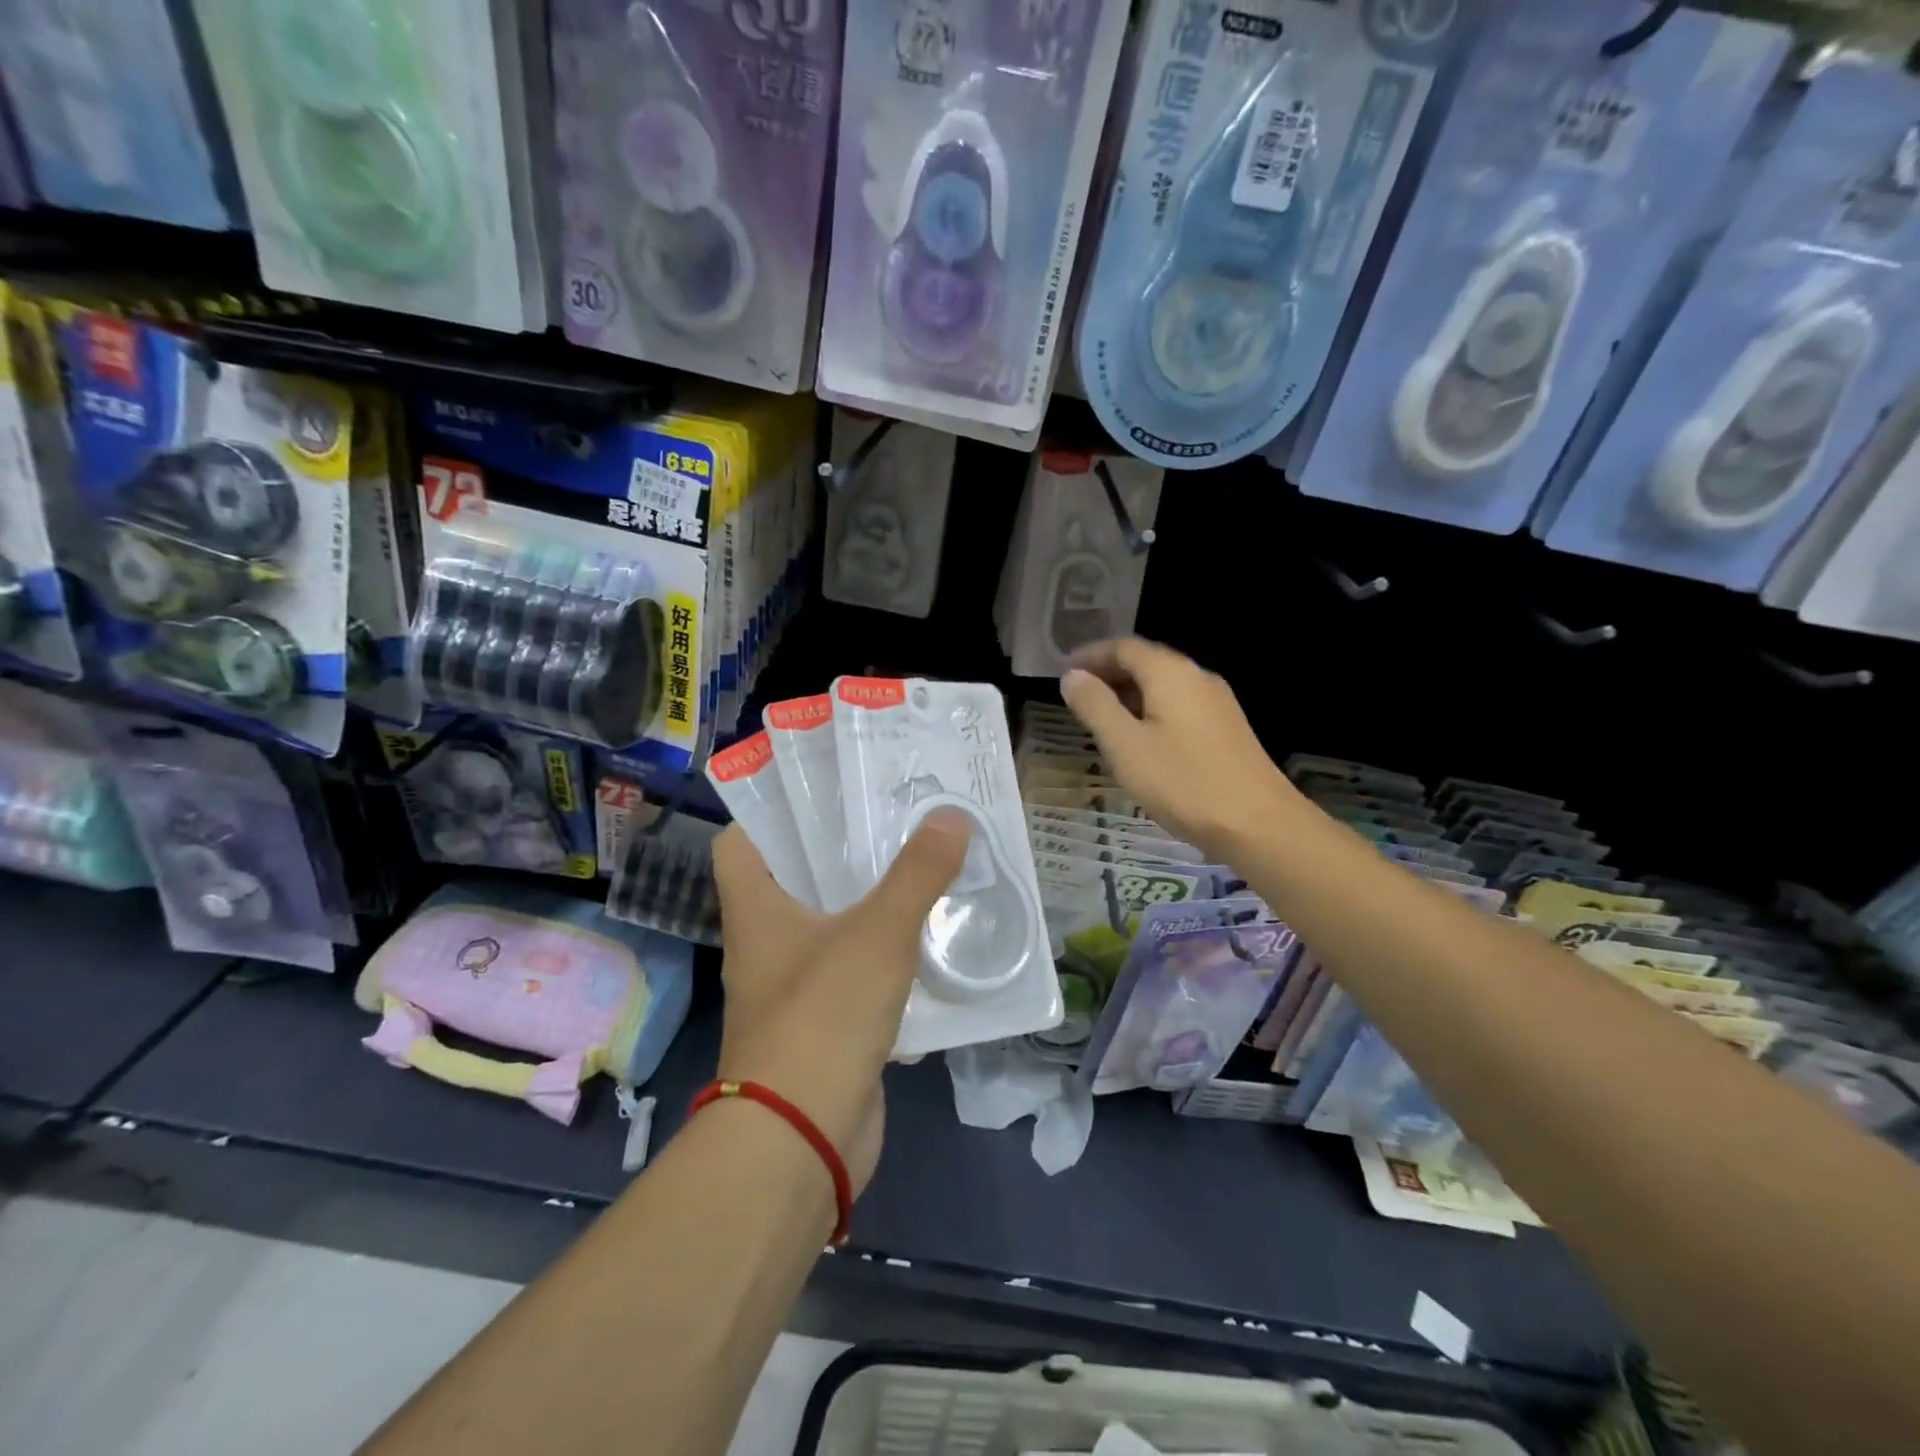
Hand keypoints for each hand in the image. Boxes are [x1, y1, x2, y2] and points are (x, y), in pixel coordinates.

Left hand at [709, 814, 969, 1193]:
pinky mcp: (826, 1023)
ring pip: (831, 925)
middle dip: (841, 849)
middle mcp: (766, 943)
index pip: (742, 842)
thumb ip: (917, 874)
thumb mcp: (878, 933)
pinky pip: (856, 972)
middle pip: (796, 878)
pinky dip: (885, 953)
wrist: (802, 1138)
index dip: (771, 811)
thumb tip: (951, 815)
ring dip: (869, 900)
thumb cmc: (823, 1016)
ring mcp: (794, 987)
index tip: (823, 789)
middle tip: (893, 816)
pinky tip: (928, 937)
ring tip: (919, 864)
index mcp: (756, 910)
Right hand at [1060, 637, 1302, 857]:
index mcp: (1170, 673)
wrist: (1257, 824)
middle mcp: (1197, 677)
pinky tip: (1141, 739)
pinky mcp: (1227, 729)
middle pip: (1146, 662)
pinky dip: (1151, 710)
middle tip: (1077, 695)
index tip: (1063, 672)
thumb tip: (1072, 676)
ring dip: (1130, 694)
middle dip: (1109, 673)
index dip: (1090, 656)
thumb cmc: (1182, 781)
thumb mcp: (1125, 745)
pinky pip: (1180, 706)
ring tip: (1101, 718)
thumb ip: (1094, 706)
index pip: (1123, 647)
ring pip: (1164, 686)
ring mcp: (1217, 703)